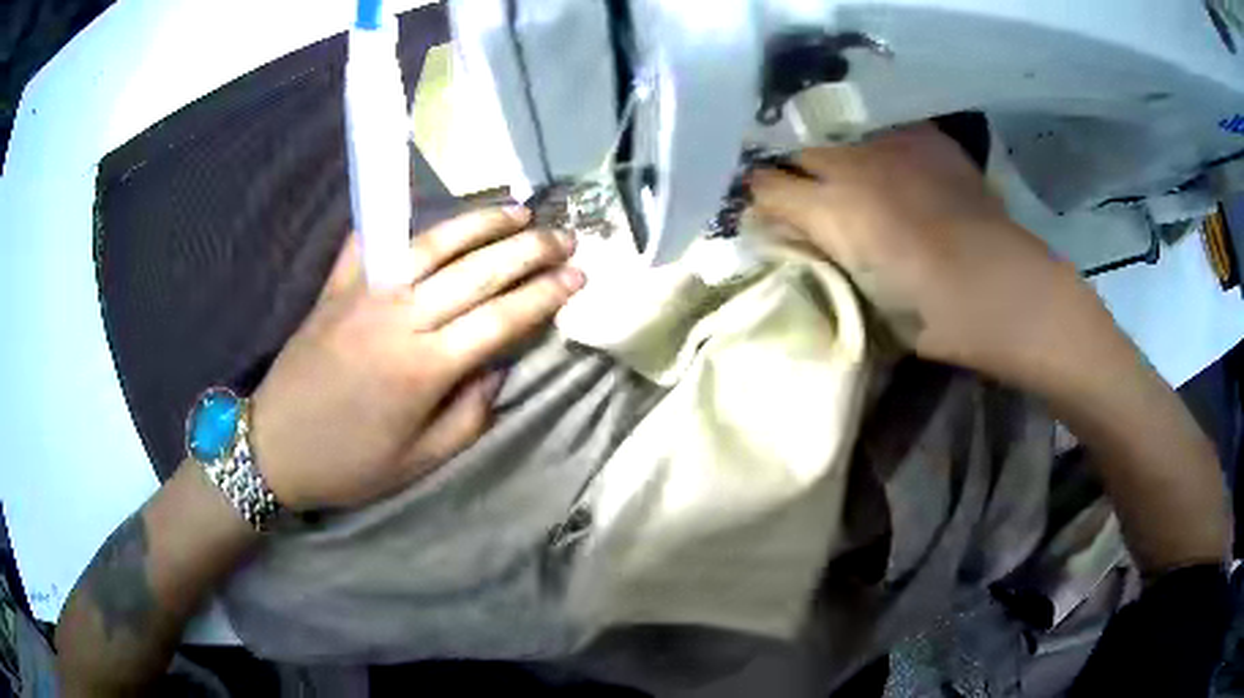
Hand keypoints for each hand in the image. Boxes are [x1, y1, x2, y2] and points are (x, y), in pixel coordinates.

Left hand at [249, 207, 583, 508]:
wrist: (274, 447)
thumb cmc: (350, 464)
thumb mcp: (420, 461)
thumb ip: (469, 415)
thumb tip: (496, 367)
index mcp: (425, 368)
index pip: (501, 318)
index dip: (545, 295)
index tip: (579, 276)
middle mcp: (400, 318)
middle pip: (477, 271)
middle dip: (529, 250)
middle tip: (565, 235)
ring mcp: (364, 294)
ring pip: (433, 244)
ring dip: (481, 222)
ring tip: (518, 211)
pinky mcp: (335, 286)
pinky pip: (368, 241)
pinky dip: (395, 218)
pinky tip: (424, 208)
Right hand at [750, 123, 1084, 382]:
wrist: (1007, 290)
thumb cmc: (935, 318)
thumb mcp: (863, 301)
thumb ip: (823, 261)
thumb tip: (797, 241)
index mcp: (832, 213)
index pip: (765, 187)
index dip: (760, 199)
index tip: (767, 214)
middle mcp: (854, 165)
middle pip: (796, 150)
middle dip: (791, 171)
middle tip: (806, 195)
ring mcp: (893, 144)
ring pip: (839, 133)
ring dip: (834, 154)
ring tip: (849, 177)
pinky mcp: (927, 138)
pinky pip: (885, 131)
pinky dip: (878, 147)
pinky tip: (893, 168)